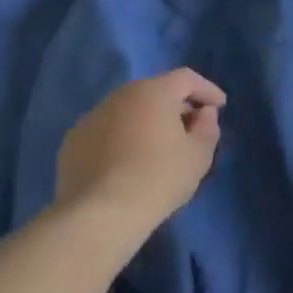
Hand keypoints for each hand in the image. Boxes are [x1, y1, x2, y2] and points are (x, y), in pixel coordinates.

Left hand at [56, 70, 224, 234]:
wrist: (100, 214)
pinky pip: (105, 131)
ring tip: (157, 147)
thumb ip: (207, 128)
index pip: (186, 78)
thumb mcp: (198, 156)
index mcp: (154, 92)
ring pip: (127, 110)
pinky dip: (120, 138)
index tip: (219, 107)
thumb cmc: (158, 179)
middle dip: (175, 105)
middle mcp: (120, 95)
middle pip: (154, 91)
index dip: (206, 89)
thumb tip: (204, 113)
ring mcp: (91, 117)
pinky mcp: (72, 141)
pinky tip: (126, 163)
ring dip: (145, 121)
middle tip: (190, 127)